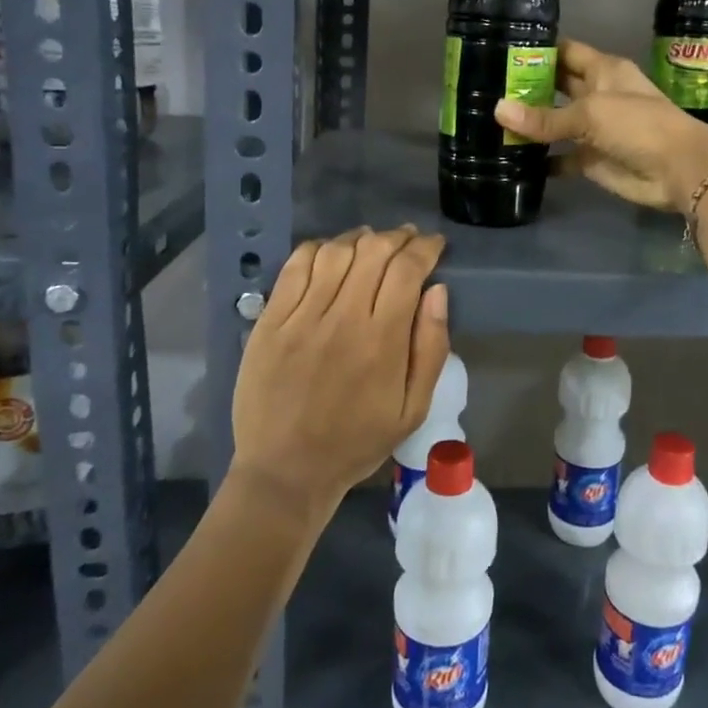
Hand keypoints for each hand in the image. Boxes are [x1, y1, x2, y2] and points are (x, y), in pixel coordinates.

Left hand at [230, 226, 448, 510]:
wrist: (286, 470)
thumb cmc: (357, 441)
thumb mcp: (413, 409)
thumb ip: (431, 348)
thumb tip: (437, 292)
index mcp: (381, 340)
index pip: (407, 270)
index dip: (425, 247)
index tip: (435, 244)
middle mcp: (342, 318)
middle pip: (373, 252)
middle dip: (398, 237)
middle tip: (408, 240)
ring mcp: (301, 317)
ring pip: (335, 252)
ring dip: (360, 239)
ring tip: (373, 242)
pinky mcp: (270, 321)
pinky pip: (295, 267)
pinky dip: (318, 249)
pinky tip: (331, 253)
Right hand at [493, 38, 707, 212]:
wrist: (678, 170)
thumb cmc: (639, 125)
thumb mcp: (590, 114)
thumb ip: (545, 117)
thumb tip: (498, 111)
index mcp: (603, 71)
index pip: (565, 52)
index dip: (538, 50)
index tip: (501, 48)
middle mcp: (596, 95)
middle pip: (556, 87)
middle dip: (526, 88)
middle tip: (485, 87)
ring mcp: (594, 129)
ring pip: (555, 123)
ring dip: (530, 125)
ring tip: (488, 122)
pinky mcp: (591, 159)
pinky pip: (560, 158)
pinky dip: (541, 160)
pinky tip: (510, 159)